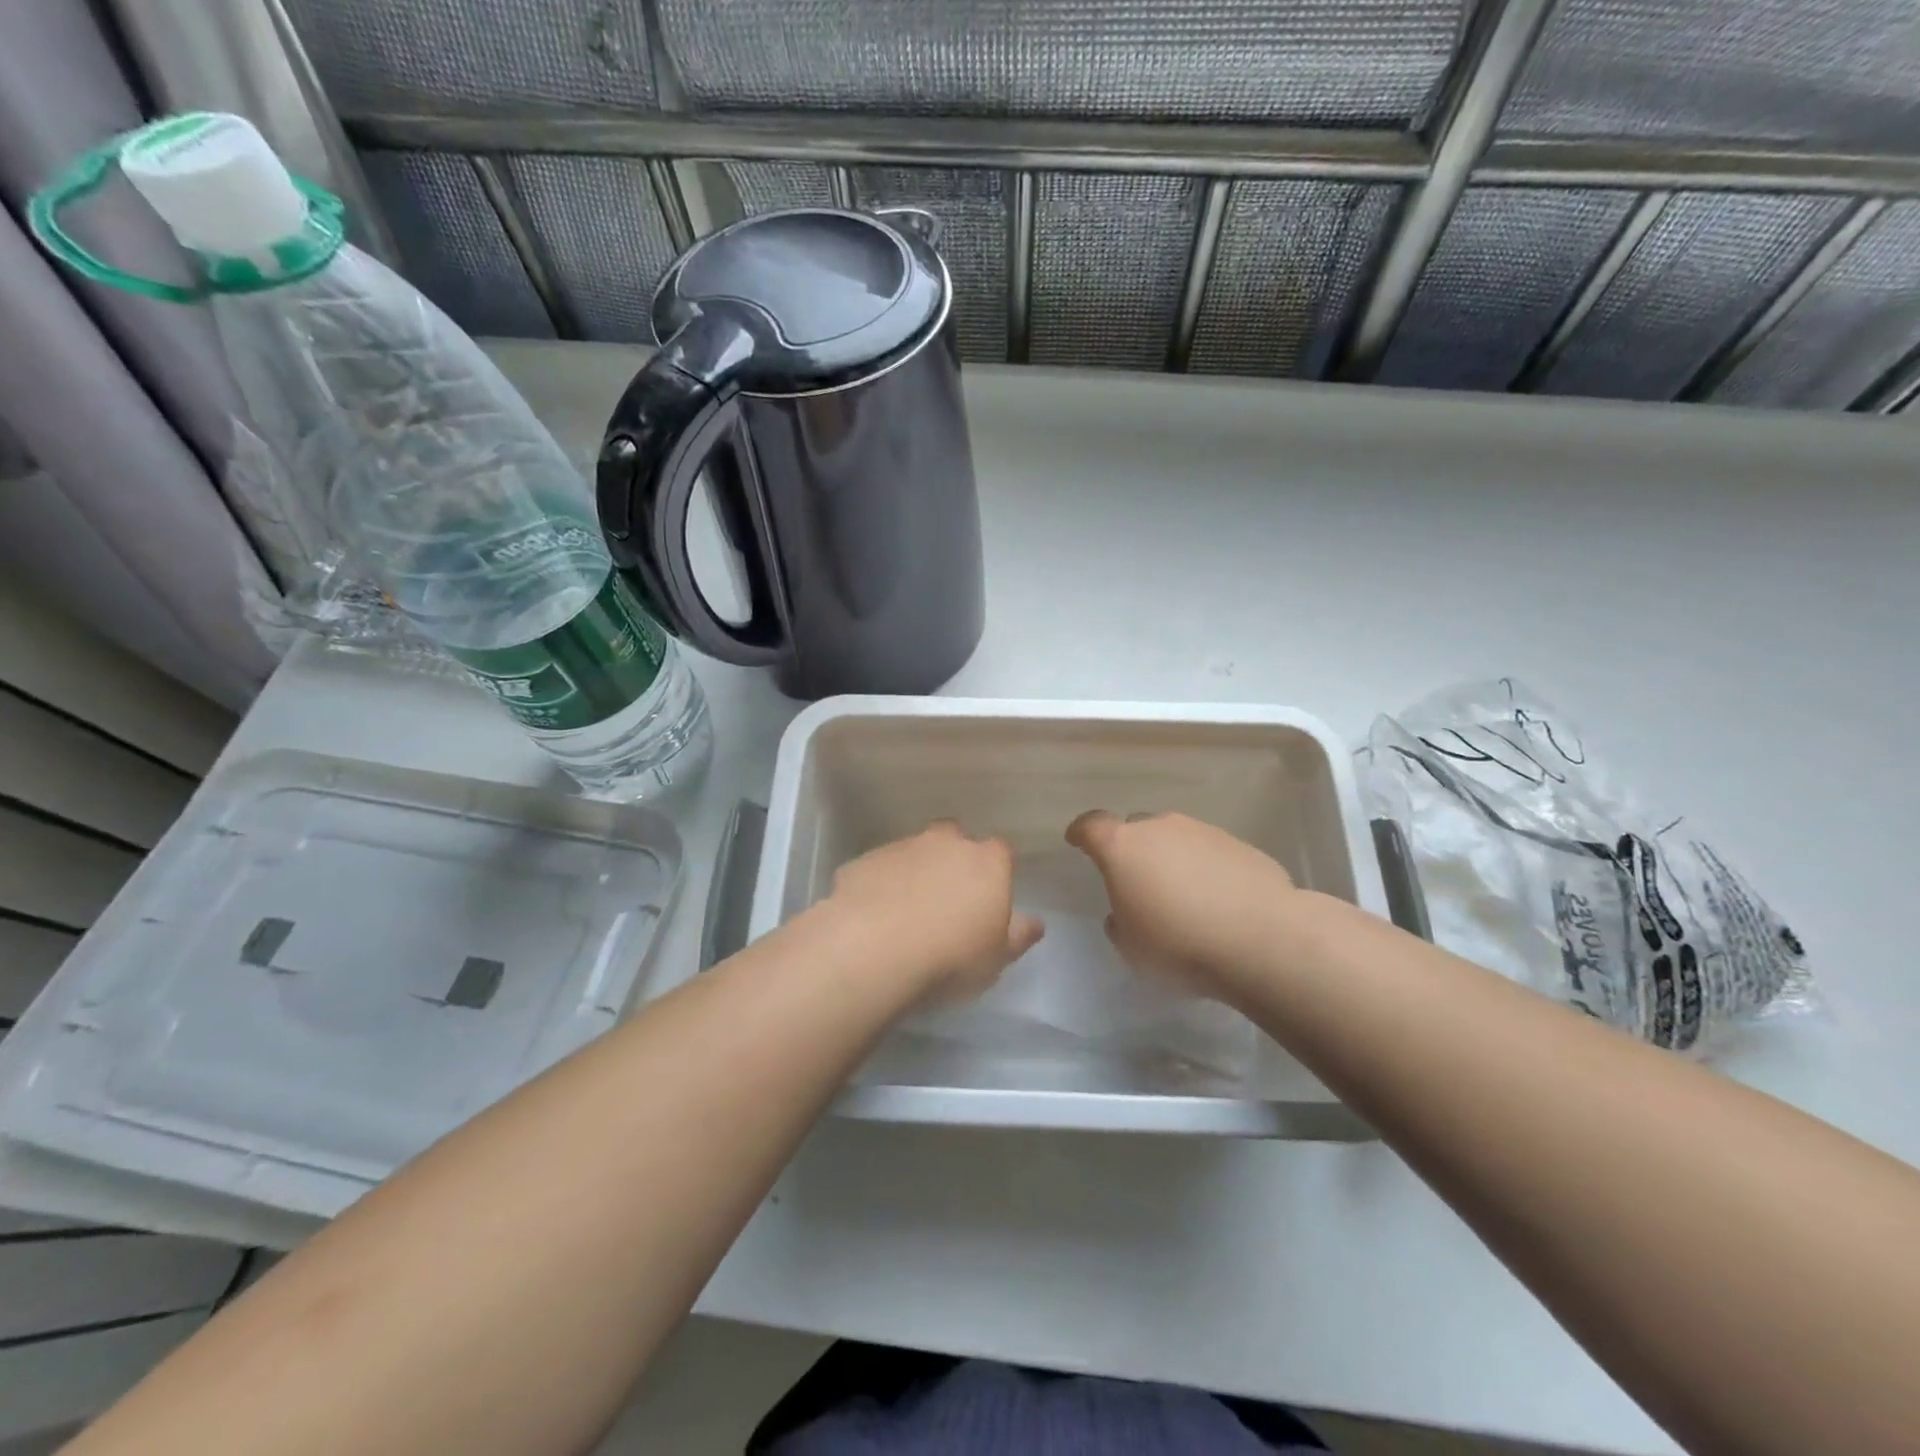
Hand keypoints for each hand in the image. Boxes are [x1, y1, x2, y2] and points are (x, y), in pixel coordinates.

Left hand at [825, 822, 1044, 1002]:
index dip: (995, 873)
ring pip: (914, 851)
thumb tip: (1035, 922)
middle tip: (946, 900)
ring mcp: (902, 847)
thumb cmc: (951, 956)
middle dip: (952, 861)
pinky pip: (879, 869)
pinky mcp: (864, 860)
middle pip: (954, 839)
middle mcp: (946, 842)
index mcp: (987, 861)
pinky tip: (873, 916)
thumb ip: (1018, 935)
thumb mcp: (997, 957)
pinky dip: (880, 885)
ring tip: (905, 913)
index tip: (987, 900)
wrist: (873, 947)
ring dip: (913, 872)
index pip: (1000, 853)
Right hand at [1065, 811, 1296, 1002]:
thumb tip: (1124, 913)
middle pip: (1136, 828)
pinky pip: (1210, 853)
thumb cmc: (1179, 944)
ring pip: (1176, 839)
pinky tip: (1218, 902)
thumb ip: (1119, 922)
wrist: (1261, 939)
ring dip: (1172, 859)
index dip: (1081, 833)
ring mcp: (1203, 832)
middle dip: (1132, 850)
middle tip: (1137, 882)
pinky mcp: (1240, 845)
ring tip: (1183, 897)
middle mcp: (1160, 828)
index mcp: (1122, 846)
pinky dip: (1206, 870)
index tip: (1077, 841)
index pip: (1091, 825)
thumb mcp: (1131, 947)